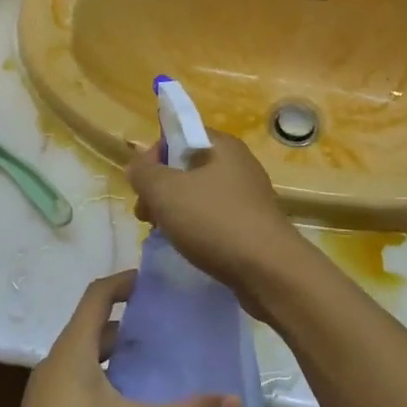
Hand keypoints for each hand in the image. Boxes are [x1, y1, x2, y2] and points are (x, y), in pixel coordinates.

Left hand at [0, 271, 239, 406]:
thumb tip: (236, 401)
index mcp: (72, 351)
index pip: (97, 295)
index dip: (124, 281)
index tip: (154, 280)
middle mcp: (57, 365)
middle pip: (93, 328)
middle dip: (128, 322)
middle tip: (168, 325)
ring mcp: (49, 396)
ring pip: (88, 360)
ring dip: (118, 355)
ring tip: (158, 362)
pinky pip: (82, 386)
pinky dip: (109, 382)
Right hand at [128, 132, 303, 305]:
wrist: (269, 270)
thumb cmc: (215, 221)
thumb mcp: (166, 191)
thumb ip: (144, 172)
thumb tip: (137, 164)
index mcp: (223, 146)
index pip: (179, 135)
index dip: (154, 155)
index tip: (141, 185)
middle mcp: (238, 164)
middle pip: (186, 167)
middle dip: (160, 188)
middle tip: (146, 215)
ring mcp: (247, 196)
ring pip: (198, 194)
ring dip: (175, 210)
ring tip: (162, 233)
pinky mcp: (252, 224)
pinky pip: (214, 217)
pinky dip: (196, 227)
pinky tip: (187, 246)